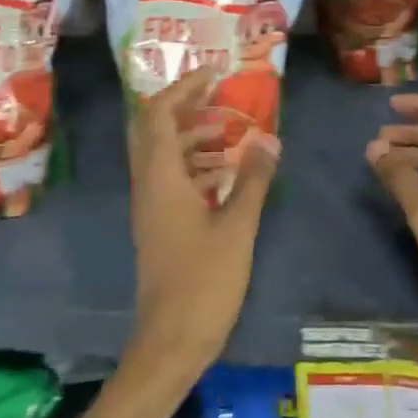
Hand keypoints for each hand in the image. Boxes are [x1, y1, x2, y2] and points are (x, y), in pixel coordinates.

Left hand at [126, 69, 278, 378]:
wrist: (170, 343)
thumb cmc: (203, 282)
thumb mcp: (237, 227)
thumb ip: (253, 180)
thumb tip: (269, 138)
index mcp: (161, 178)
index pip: (160, 114)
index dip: (184, 88)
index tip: (215, 74)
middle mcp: (148, 184)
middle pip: (153, 128)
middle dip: (183, 105)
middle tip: (217, 94)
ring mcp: (151, 206)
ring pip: (162, 153)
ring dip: (191, 134)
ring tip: (230, 129)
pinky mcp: (159, 224)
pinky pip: (171, 177)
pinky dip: (194, 163)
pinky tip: (225, 171)